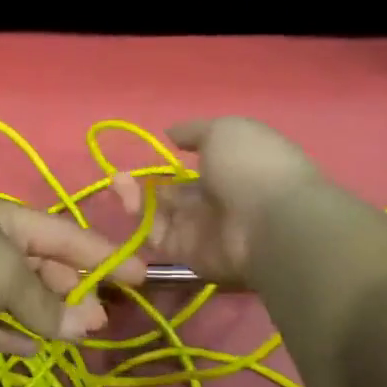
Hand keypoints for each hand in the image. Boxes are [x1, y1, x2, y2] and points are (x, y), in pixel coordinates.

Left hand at [0, 193, 145, 353]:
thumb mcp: (5, 275)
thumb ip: (46, 302)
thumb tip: (86, 328)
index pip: (59, 231)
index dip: (99, 252)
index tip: (138, 275)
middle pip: (37, 263)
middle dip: (71, 290)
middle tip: (102, 319)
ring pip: (12, 294)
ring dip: (44, 315)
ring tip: (78, 336)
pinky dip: (9, 332)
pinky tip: (35, 349)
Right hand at [111, 118, 317, 288]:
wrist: (269, 223)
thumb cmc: (251, 166)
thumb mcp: (224, 131)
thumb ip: (193, 132)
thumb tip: (171, 133)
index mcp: (230, 169)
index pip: (194, 168)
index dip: (169, 163)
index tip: (145, 154)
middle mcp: (216, 200)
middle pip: (172, 194)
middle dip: (144, 184)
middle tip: (118, 176)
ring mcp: (202, 230)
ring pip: (159, 215)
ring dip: (135, 200)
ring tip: (117, 184)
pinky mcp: (188, 255)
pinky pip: (158, 239)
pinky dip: (140, 224)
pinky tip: (127, 204)